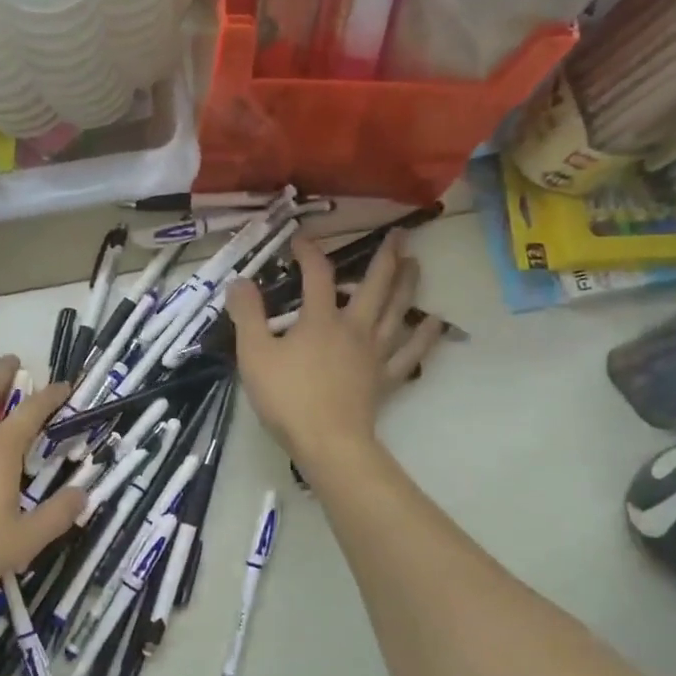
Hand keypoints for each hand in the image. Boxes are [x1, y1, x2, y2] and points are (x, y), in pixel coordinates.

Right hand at [225, 231, 443, 469]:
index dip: (310, 253)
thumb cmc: (287, 398)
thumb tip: (240, 282)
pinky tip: (436, 322)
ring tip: (416, 264)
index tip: (300, 238)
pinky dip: (425, 336)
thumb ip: (247, 315)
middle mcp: (354, 328)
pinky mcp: (385, 378)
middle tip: (400, 234)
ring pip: (397, 311)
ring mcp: (374, 353)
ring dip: (408, 285)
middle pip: (374, 285)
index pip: (317, 276)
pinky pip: (411, 353)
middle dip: (386, 257)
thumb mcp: (254, 354)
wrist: (327, 441)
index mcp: (320, 320)